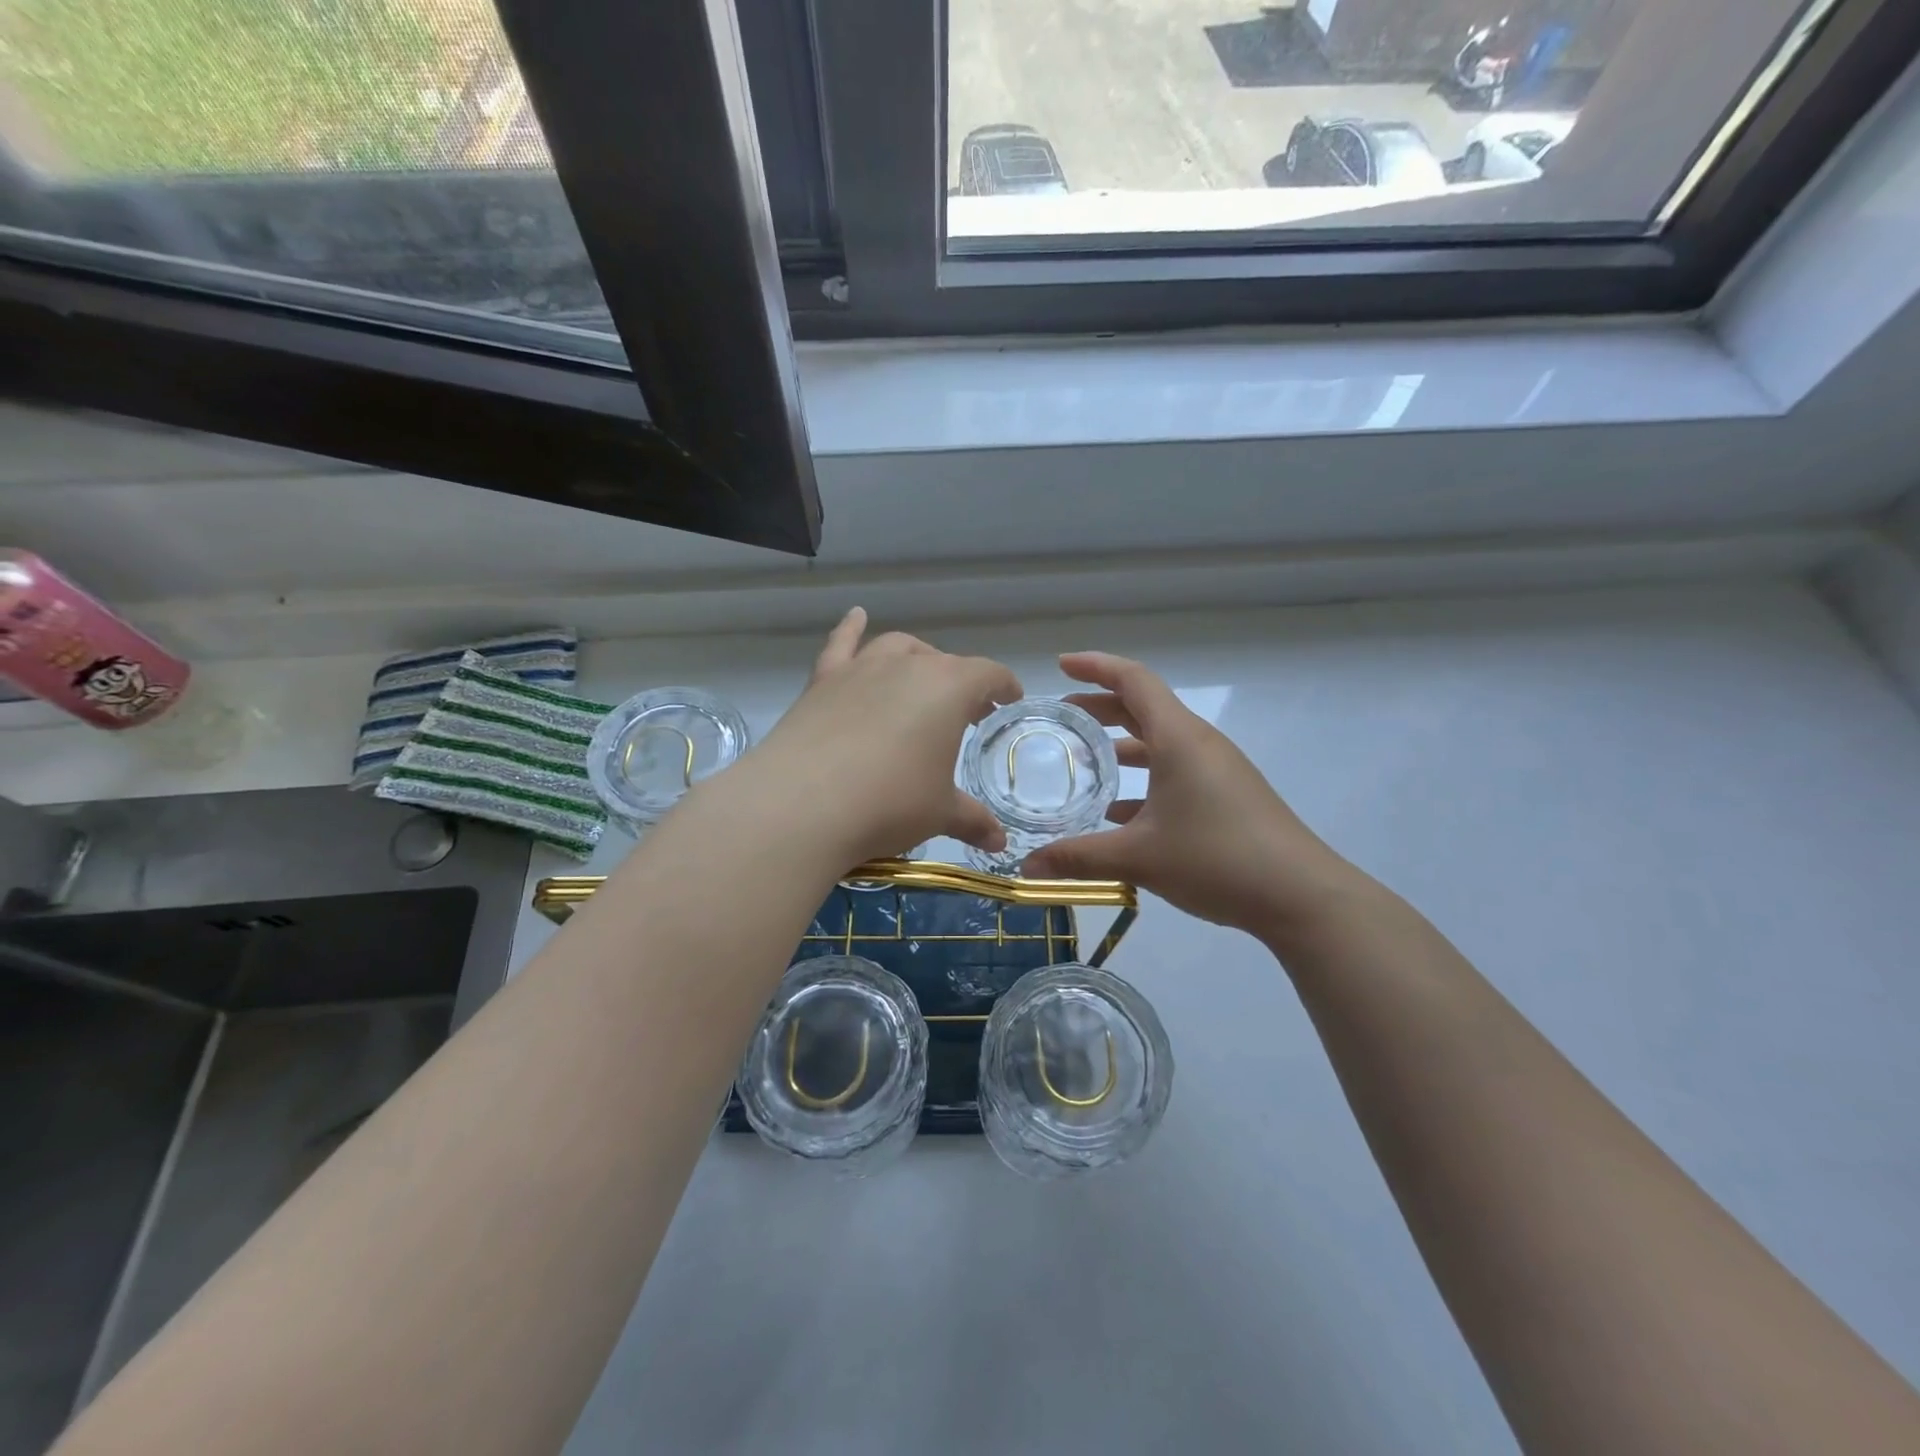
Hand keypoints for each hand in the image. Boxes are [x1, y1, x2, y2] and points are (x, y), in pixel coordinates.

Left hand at [737, 609, 1021, 866]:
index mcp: (949, 688)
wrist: (802, 804)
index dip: (1004, 686)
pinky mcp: (822, 680)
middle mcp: (908, 666)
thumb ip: (973, 821)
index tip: (1009, 700)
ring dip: (916, 658)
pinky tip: (856, 616)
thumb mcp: (939, 814)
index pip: (989, 675)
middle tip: (966, 713)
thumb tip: (998, 842)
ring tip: (922, 678)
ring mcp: (861, 668)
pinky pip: (841, 643)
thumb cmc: (889, 803)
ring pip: (898, 648)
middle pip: (944, 663)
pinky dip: (851, 628)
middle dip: (962, 684)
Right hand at [1022, 652, 1367, 942]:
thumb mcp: (1138, 858)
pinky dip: (1144, 779)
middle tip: (1063, 716)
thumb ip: (1077, 858)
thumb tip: (1025, 868)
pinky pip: (1176, 772)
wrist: (1300, 896)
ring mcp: (1217, 770)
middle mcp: (1199, 744)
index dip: (1095, 666)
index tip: (1061, 664)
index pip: (1133, 680)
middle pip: (1145, 707)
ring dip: (1122, 744)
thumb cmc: (1217, 858)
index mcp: (1178, 738)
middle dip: (1102, 706)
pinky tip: (1119, 812)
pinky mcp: (1227, 797)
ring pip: (1161, 742)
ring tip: (1085, 761)